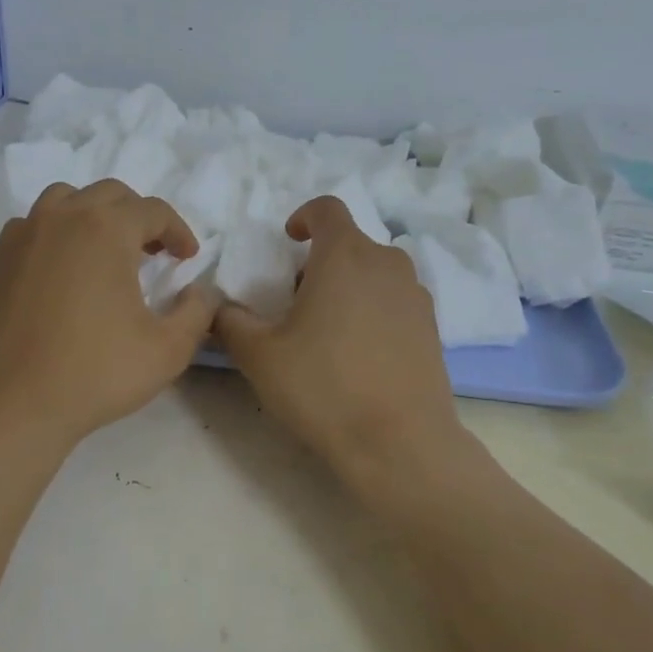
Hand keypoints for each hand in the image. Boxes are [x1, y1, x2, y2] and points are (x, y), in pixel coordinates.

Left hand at [0, 179, 218, 452]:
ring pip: (67, 200)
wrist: (14, 404)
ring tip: (107, 252)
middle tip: (154, 253)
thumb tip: (201, 291)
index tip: (187, 259)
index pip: (153, 211)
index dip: (178, 232)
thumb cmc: (96, 372)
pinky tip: (65, 268)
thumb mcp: (169, 349)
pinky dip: (57, 232)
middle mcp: (63, 217)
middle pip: (110, 195)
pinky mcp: (0, 258)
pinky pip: (34, 224)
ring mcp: (25, 234)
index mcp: (106, 229)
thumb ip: (198, 312)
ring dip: (95, 216)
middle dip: (139, 218)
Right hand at [214, 197, 462, 479]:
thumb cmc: (324, 387)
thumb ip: (230, 321)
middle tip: (296, 301)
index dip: (304, 217)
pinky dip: (373, 310)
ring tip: (328, 330)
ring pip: (375, 273)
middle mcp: (387, 263)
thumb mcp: (259, 356)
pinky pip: (395, 301)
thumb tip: (219, 307)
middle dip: (320, 262)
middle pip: (350, 244)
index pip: (327, 209)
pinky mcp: (433, 327)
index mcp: (345, 256)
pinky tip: (359, 354)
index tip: (289, 241)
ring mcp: (416, 296)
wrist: (400, 443)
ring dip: (349, 285)